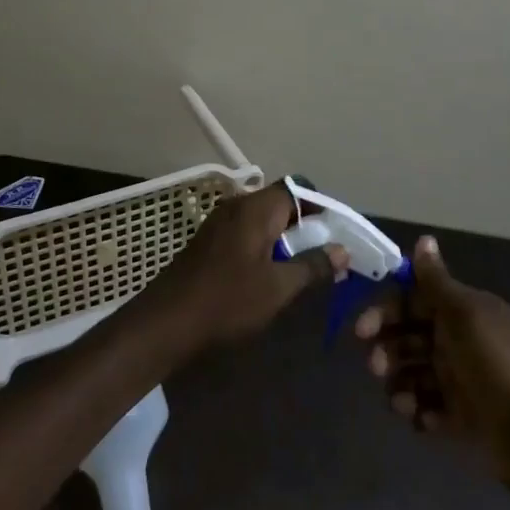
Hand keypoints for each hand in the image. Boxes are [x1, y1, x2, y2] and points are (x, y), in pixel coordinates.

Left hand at [145, 181, 347, 352]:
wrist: (167, 321)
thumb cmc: (228, 299)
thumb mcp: (279, 287)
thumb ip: (313, 265)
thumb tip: (343, 250)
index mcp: (257, 208)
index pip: (298, 188)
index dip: (321, 206)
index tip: (337, 232)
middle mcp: (238, 205)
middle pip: (281, 202)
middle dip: (305, 225)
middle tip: (323, 254)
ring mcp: (219, 222)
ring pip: (263, 219)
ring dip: (284, 238)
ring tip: (300, 267)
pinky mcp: (209, 241)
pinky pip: (246, 232)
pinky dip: (263, 245)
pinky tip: (268, 274)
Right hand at [355, 236, 509, 485]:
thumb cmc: (494, 362)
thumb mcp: (464, 314)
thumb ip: (437, 281)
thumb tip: (424, 238)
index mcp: (463, 312)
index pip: (415, 301)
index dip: (387, 310)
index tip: (363, 327)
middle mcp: (458, 341)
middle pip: (409, 337)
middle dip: (387, 349)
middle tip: (375, 365)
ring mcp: (457, 380)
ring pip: (411, 373)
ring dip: (398, 383)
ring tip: (400, 400)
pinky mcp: (457, 417)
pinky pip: (424, 407)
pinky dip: (416, 410)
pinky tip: (419, 417)